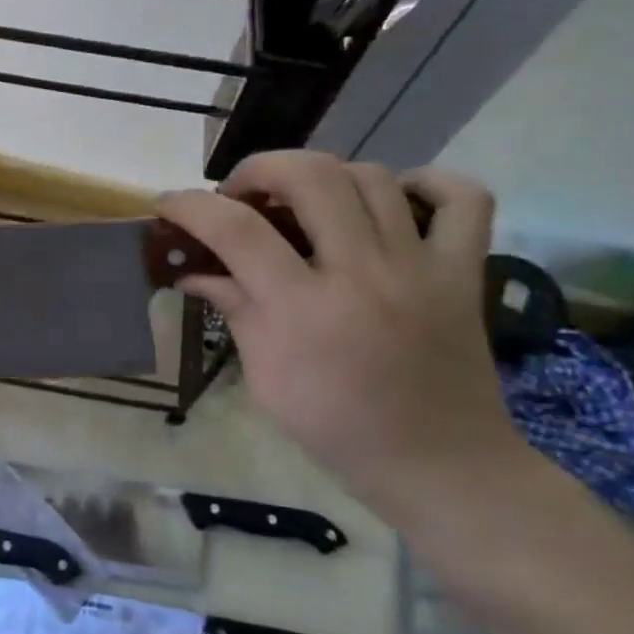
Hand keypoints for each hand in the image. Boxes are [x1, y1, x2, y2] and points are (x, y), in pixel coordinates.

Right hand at [158, 151, 524, 519]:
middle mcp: (363, 274)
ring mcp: (421, 268)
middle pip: (311, 176)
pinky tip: (392, 199)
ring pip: (373, 176)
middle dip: (260, 169)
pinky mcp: (464, 272)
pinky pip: (463, 199)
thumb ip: (233, 309)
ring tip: (304, 201)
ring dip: (324, 175)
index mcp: (303, 310)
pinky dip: (427, 182)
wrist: (437, 464)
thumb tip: (192, 272)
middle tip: (242, 195)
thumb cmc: (334, 427)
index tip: (168, 202)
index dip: (191, 205)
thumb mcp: (264, 377)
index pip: (235, 230)